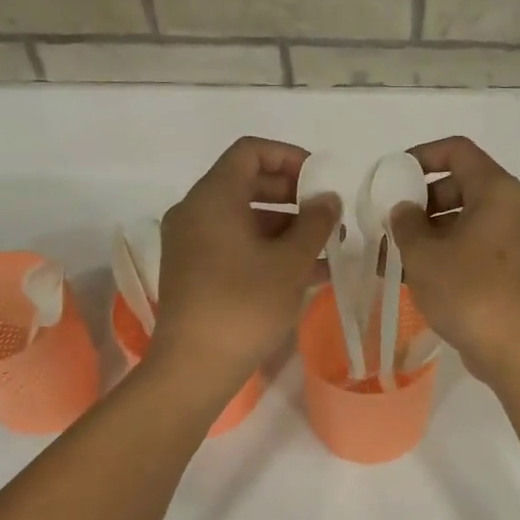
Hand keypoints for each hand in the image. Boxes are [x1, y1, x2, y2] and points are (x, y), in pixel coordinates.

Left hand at [156, 137, 339, 390]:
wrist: (193, 367)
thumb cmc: (244, 306)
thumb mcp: (290, 262)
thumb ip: (315, 223)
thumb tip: (328, 199)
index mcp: (213, 197)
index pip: (250, 152)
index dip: (290, 158)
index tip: (321, 181)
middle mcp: (196, 211)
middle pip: (247, 183)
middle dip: (293, 195)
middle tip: (328, 215)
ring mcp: (192, 243)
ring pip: (244, 218)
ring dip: (286, 227)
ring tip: (327, 248)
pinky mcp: (195, 271)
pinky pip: (235, 244)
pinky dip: (267, 249)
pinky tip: (307, 271)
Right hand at [389, 137, 519, 388]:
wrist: (519, 351)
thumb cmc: (469, 291)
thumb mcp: (424, 254)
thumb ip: (406, 223)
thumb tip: (404, 209)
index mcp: (497, 191)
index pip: (458, 151)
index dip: (422, 155)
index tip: (393, 176)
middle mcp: (514, 208)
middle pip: (462, 185)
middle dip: (421, 201)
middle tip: (391, 223)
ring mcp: (519, 241)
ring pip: (467, 220)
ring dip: (430, 232)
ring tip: (394, 257)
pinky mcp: (517, 270)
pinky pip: (477, 246)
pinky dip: (448, 252)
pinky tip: (418, 277)